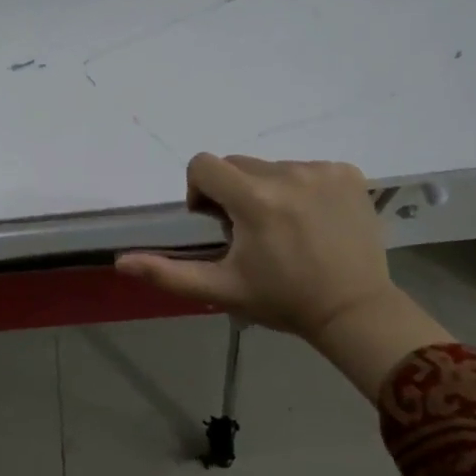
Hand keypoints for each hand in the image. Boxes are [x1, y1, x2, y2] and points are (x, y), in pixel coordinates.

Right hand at [116, 154, 451, 394]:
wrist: (354, 310)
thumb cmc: (282, 300)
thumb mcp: (221, 289)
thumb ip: (168, 273)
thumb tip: (121, 262)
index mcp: (255, 199)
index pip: (204, 165)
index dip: (200, 191)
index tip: (217, 222)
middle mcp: (288, 173)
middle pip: (238, 165)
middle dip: (233, 193)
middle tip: (251, 234)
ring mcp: (323, 170)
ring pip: (272, 166)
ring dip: (267, 190)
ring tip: (284, 230)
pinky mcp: (348, 173)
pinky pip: (307, 168)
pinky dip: (301, 188)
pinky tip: (312, 221)